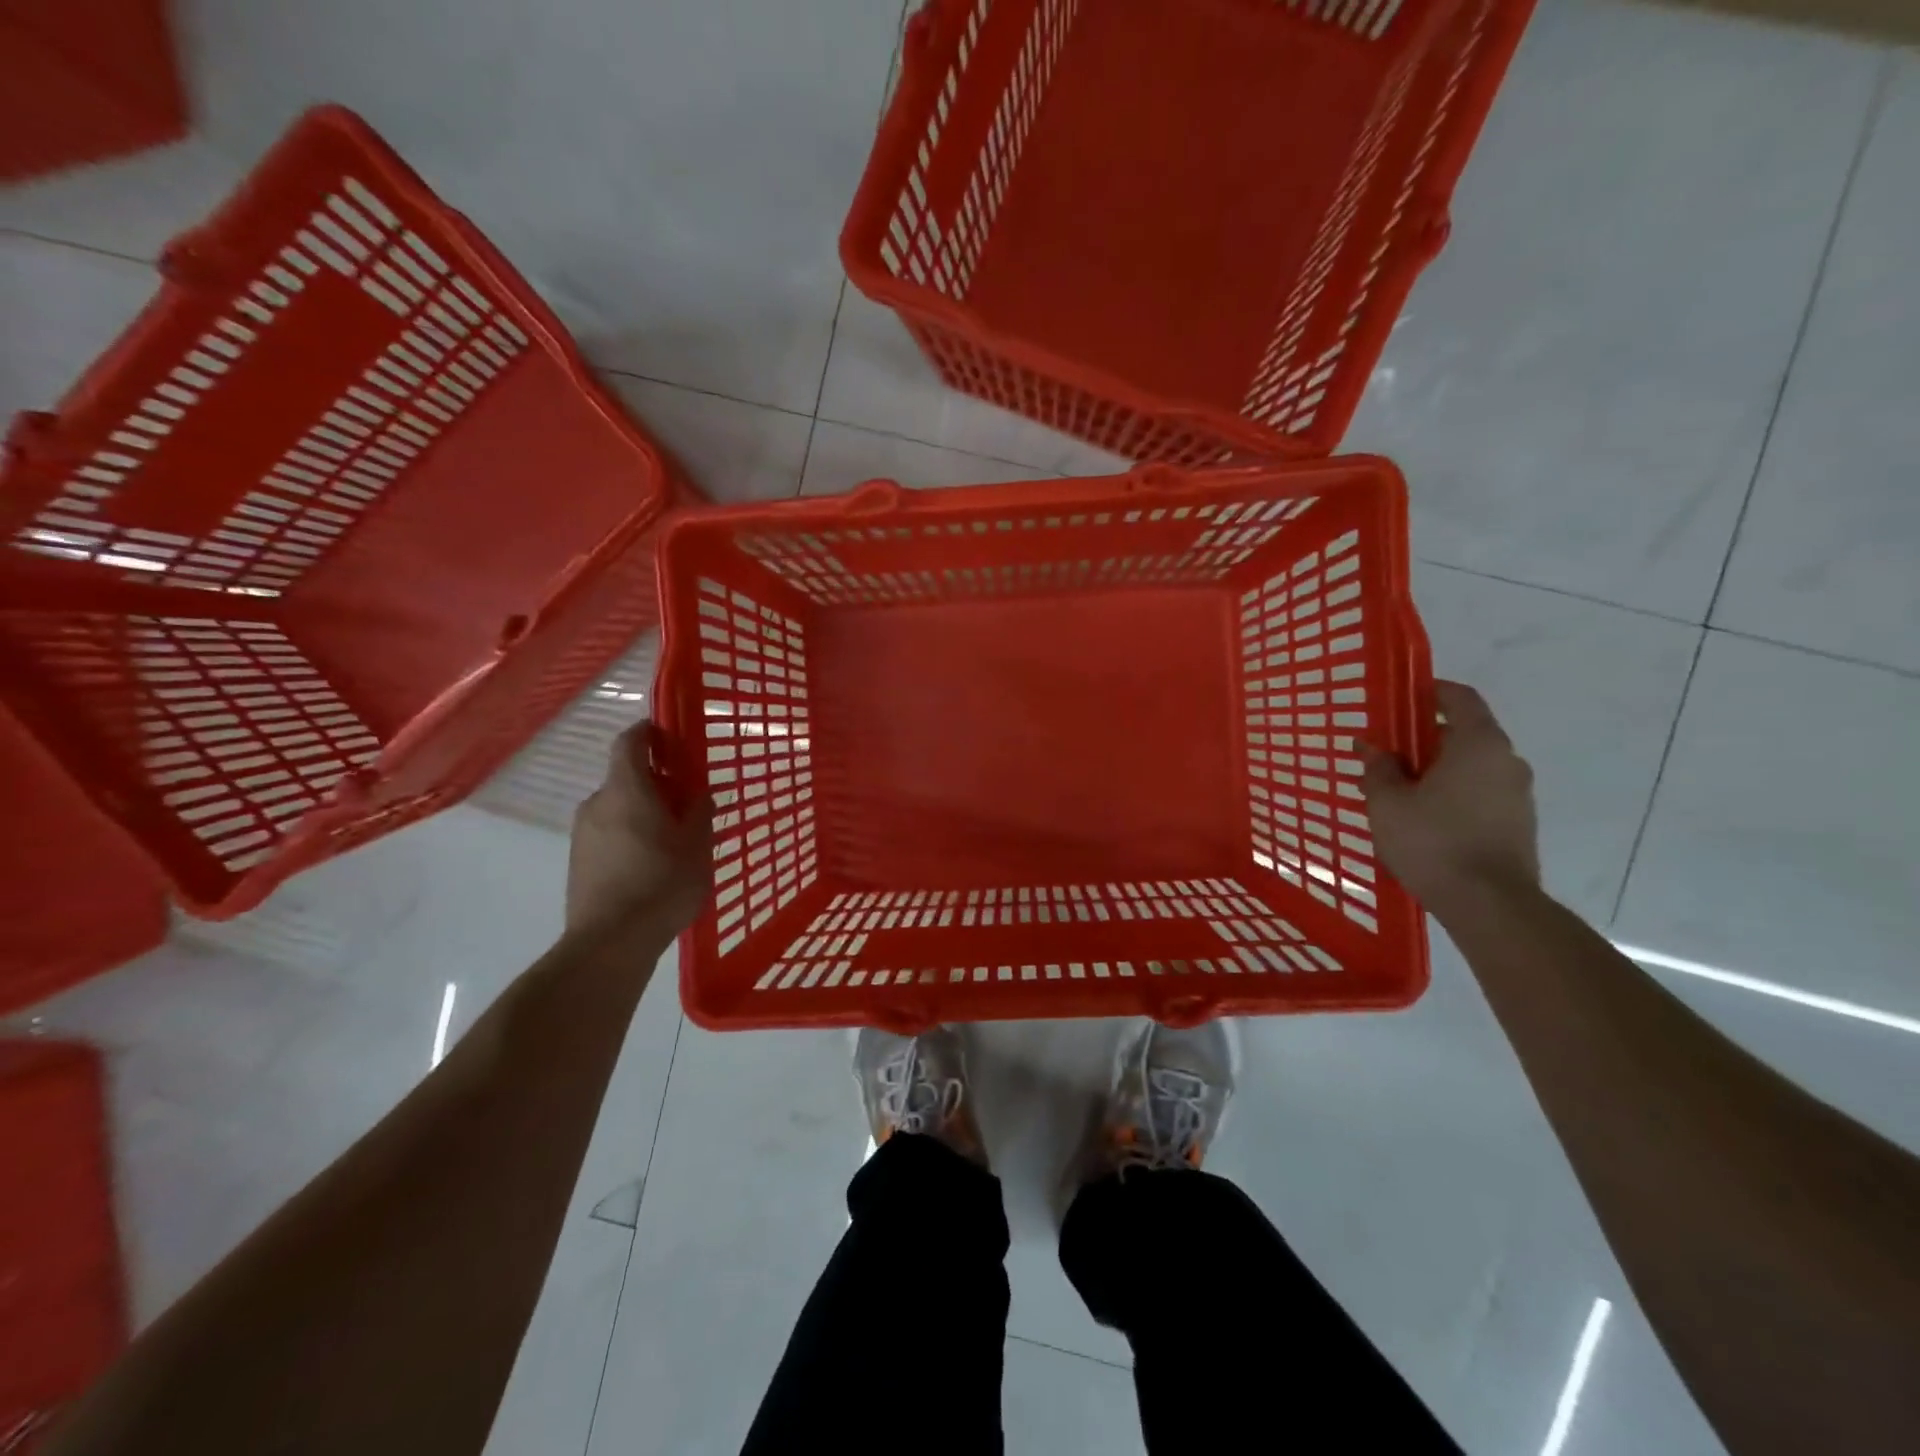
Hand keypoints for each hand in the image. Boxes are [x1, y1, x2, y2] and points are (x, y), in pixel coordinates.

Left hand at [567, 723, 712, 935]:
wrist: (609, 944)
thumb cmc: (661, 885)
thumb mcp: (697, 847)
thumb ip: (699, 812)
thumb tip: (698, 793)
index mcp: (628, 790)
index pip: (630, 742)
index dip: (649, 732)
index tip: (671, 738)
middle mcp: (598, 803)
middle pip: (626, 777)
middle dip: (656, 781)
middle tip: (687, 801)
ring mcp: (582, 833)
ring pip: (617, 807)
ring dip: (643, 811)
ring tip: (672, 839)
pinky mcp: (578, 860)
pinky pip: (608, 832)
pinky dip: (629, 834)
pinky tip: (651, 864)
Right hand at [1359, 680, 1539, 907]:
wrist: (1490, 905)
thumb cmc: (1433, 842)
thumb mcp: (1388, 803)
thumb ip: (1379, 769)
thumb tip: (1372, 747)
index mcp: (1479, 744)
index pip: (1459, 698)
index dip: (1429, 692)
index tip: (1400, 699)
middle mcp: (1507, 761)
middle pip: (1463, 734)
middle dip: (1422, 739)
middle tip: (1384, 754)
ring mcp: (1517, 795)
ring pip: (1470, 767)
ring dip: (1435, 771)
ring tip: (1396, 792)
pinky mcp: (1517, 825)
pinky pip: (1479, 794)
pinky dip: (1450, 794)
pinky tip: (1420, 819)